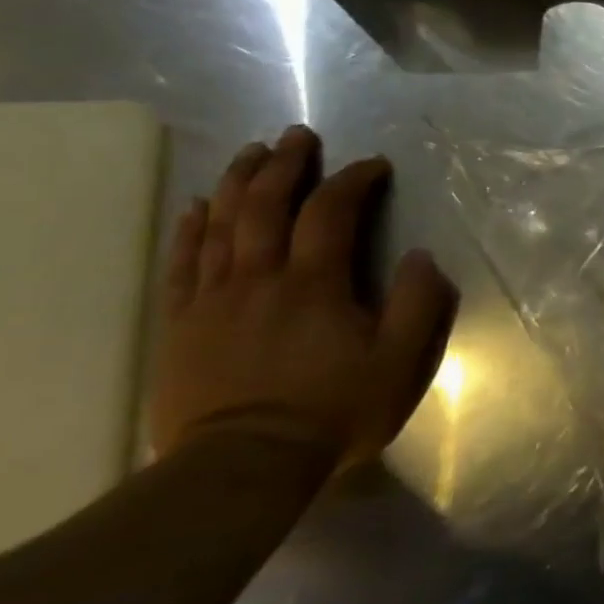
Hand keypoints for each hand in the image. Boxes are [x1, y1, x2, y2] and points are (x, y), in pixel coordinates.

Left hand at [150, 126, 458, 471]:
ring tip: (251, 152)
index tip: (374, 165)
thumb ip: (419, 304)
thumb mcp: (399, 363)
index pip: (332, 212)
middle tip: (298, 135)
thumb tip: (422, 256)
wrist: (241, 467)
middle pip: (265, 205)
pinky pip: (182, 263)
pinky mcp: (181, 324)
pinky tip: (196, 207)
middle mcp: (260, 278)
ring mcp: (213, 299)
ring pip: (220, 224)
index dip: (353, 180)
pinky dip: (191, 229)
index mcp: (315, 284)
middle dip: (285, 164)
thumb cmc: (332, 411)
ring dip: (237, 182)